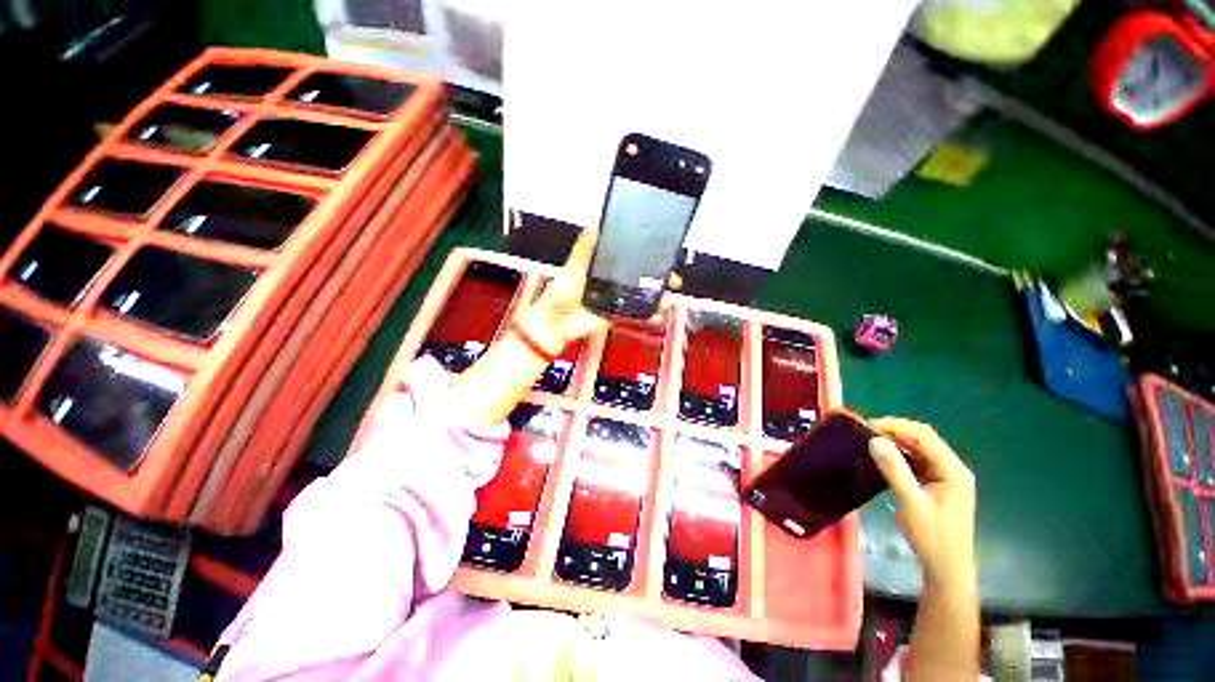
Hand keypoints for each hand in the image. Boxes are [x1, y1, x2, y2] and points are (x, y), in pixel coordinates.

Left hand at [515, 226, 681, 353]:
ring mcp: (618, 299)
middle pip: (643, 277)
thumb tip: (596, 218)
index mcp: (606, 265)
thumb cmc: (563, 290)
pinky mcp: (618, 315)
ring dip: (660, 296)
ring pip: (644, 296)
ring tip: (671, 298)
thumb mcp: (575, 263)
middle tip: (674, 279)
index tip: (665, 252)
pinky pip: (637, 314)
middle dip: (661, 277)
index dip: (648, 255)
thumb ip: (586, 245)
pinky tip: (660, 314)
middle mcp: (615, 281)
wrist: (557, 321)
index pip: (632, 257)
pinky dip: (650, 315)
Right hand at [868, 418, 975, 588]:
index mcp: (953, 470)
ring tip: (870, 442)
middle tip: (865, 432)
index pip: (924, 436)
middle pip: (924, 439)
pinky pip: (917, 462)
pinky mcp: (937, 485)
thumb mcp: (911, 503)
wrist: (947, 569)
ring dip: (897, 443)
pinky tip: (884, 459)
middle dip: (895, 431)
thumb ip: (895, 470)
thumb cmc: (932, 537)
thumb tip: (875, 440)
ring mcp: (946, 477)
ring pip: (920, 449)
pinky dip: (900, 456)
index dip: (896, 426)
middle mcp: (952, 468)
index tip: (867, 425)